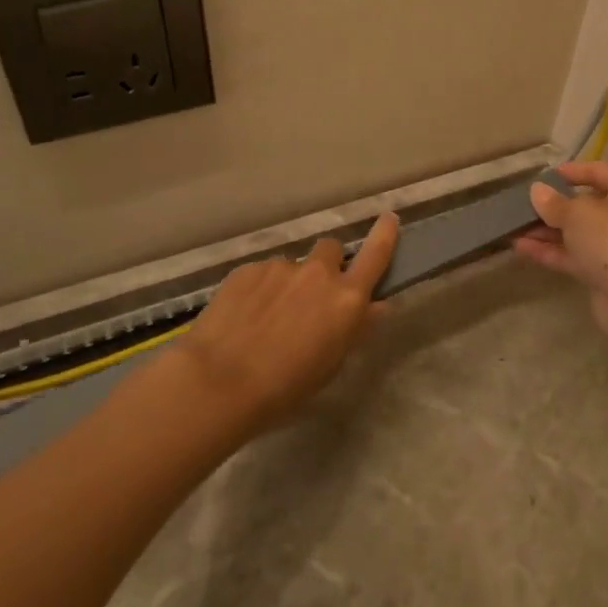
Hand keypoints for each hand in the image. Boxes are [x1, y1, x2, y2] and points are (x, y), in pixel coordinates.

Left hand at [182, 211, 399, 432]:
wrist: (219, 381)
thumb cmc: (285, 387)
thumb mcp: (331, 364)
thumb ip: (356, 328)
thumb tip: (377, 306)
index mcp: (346, 299)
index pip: (375, 255)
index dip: (384, 235)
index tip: (389, 218)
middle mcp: (318, 274)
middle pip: (331, 250)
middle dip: (327, 265)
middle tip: (311, 295)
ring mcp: (280, 267)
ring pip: (293, 266)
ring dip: (289, 283)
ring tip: (267, 317)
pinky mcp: (247, 269)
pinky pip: (262, 274)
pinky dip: (259, 290)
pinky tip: (243, 318)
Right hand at [513, 161, 607, 346]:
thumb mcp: (576, 212)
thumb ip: (553, 202)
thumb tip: (537, 191)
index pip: (598, 171)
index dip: (571, 171)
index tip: (543, 176)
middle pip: (585, 204)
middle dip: (552, 205)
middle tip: (522, 203)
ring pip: (575, 232)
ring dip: (545, 230)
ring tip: (512, 226)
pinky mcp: (602, 272)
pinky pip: (572, 255)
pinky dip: (549, 250)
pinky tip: (520, 247)